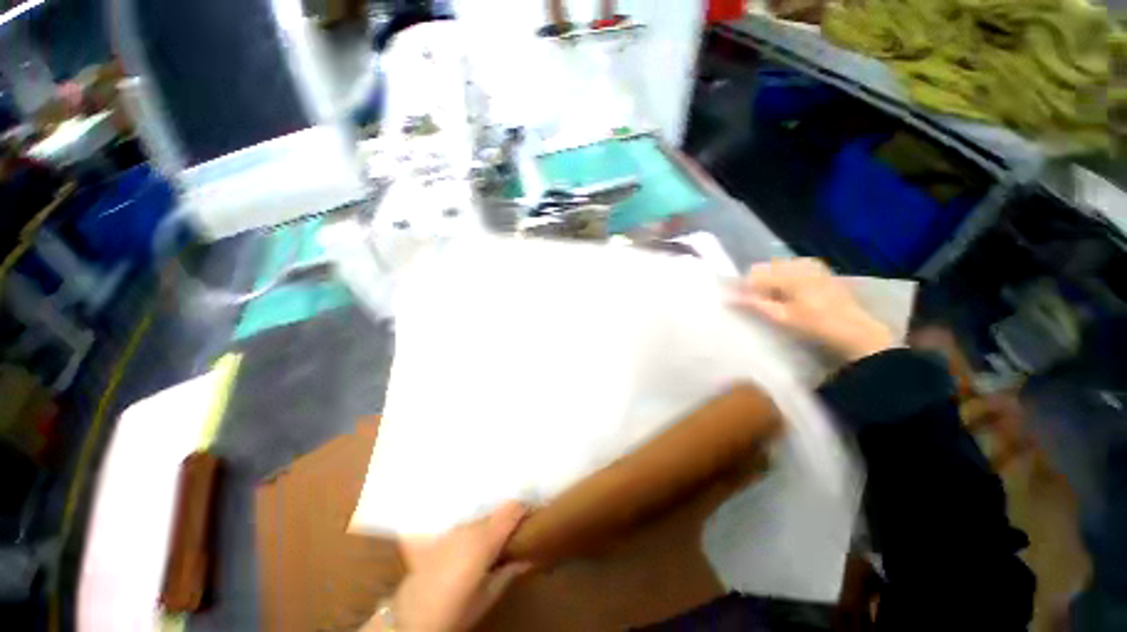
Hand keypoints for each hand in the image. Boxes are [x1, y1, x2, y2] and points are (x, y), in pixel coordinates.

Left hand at [380, 502, 530, 631]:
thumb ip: (509, 572)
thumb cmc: (454, 610)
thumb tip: (529, 557)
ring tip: (489, 544)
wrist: (409, 618)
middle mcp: (469, 526)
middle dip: (505, 521)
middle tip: (511, 537)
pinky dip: (471, 530)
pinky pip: (462, 525)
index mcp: (485, 539)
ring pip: (479, 519)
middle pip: (495, 513)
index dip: (524, 510)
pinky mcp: (439, 533)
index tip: (531, 518)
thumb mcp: (487, 596)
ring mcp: (452, 527)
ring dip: (487, 526)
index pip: (513, 509)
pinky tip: (468, 545)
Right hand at [730, 258, 894, 361]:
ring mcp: (812, 264)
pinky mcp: (820, 269)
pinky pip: (792, 269)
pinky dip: (785, 279)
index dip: (745, 287)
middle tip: (761, 303)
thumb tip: (730, 297)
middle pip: (766, 267)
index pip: (755, 273)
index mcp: (790, 273)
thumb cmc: (815, 325)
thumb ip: (755, 304)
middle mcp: (800, 263)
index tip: (743, 301)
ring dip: (772, 281)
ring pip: (779, 267)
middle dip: (759, 283)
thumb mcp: (782, 317)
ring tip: (776, 300)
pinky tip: (790, 295)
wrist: (855, 330)